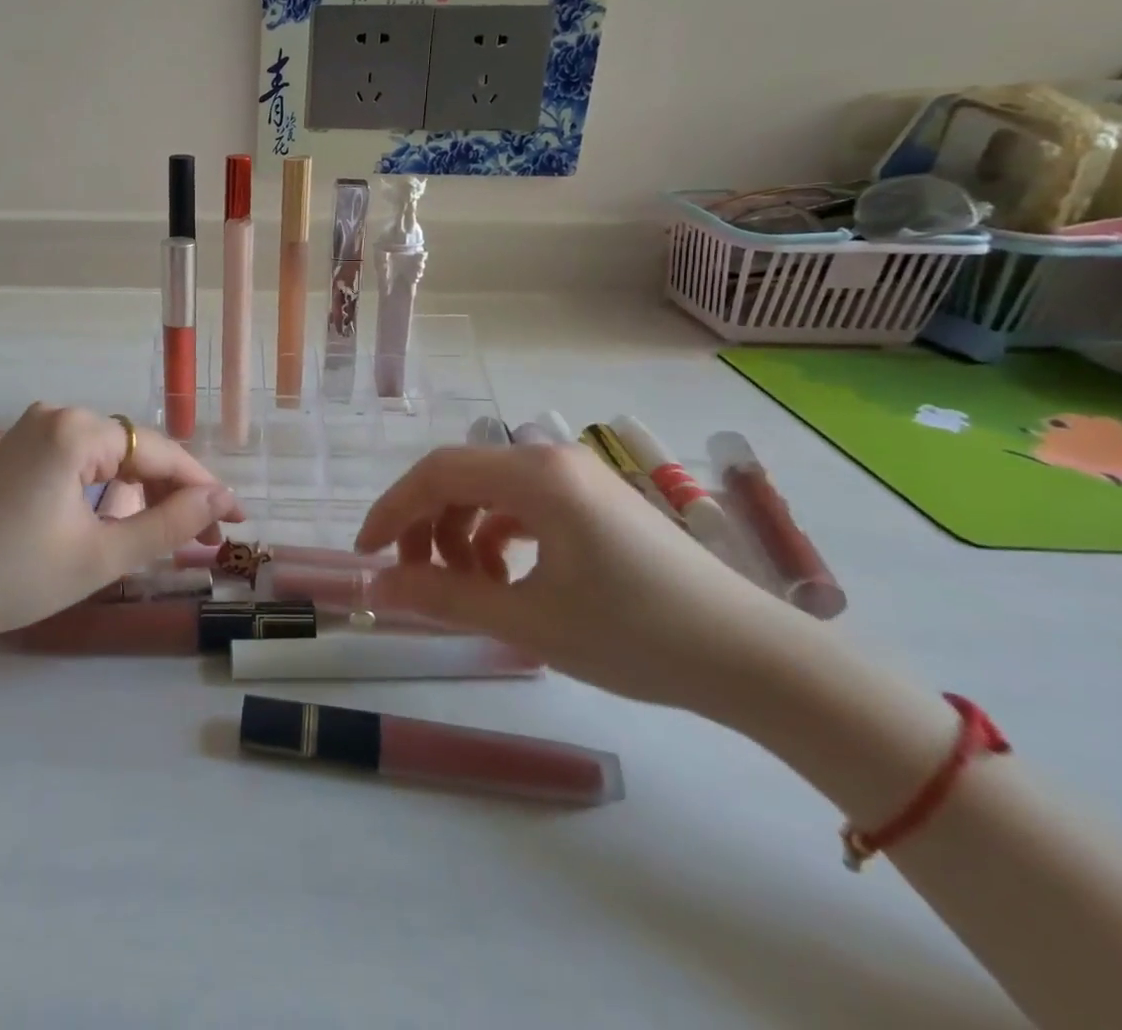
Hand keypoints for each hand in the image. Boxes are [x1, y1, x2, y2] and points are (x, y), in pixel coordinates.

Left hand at [0, 403, 243, 640]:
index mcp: (77, 430)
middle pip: (134, 450)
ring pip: (107, 457)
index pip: (158, 453)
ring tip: (167, 535)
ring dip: (140, 492)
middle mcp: (56, 415)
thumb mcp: (101, 555)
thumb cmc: (14, 574)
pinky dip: (105, 490)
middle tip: (205, 538)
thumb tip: (219, 499)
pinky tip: (117, 520)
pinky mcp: (17, 450)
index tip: (235, 520)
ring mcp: (32, 430)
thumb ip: (167, 524)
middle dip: (172, 492)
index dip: (202, 487)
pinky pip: (79, 461)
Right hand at [354, 443, 802, 712]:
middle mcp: (551, 460)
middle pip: (459, 477)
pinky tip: (505, 579)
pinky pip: (522, 505)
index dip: (392, 510)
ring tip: (466, 589)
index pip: (436, 473)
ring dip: (461, 534)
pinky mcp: (593, 501)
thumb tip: (376, 589)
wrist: (755, 661)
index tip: (367, 554)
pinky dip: (497, 537)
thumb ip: (444, 596)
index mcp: (535, 475)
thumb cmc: (637, 636)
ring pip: (488, 492)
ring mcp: (576, 477)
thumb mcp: (528, 619)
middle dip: (425, 526)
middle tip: (414, 578)